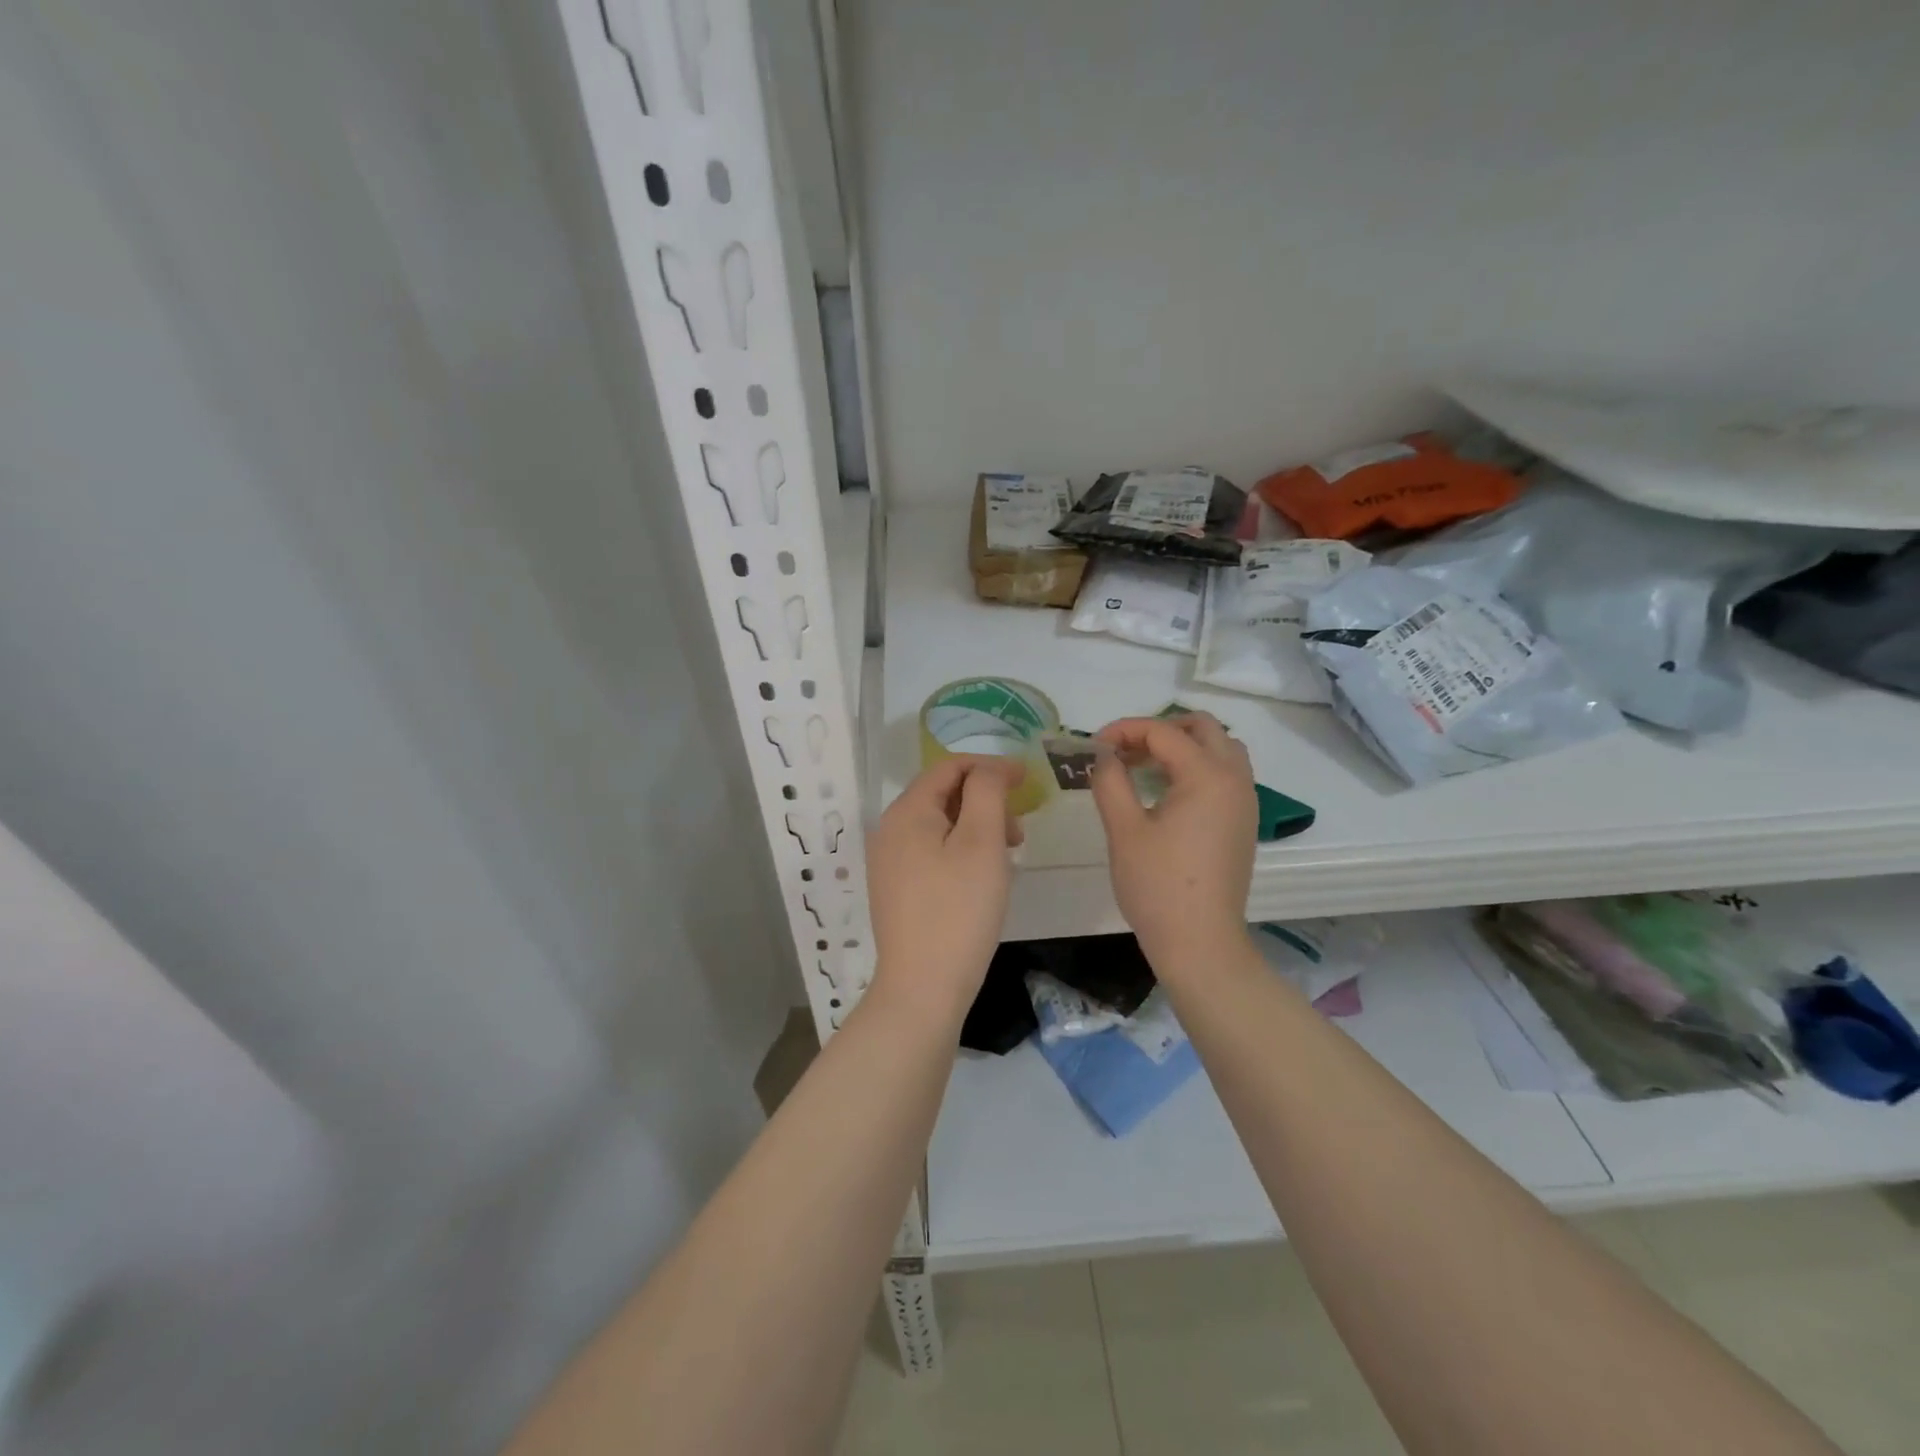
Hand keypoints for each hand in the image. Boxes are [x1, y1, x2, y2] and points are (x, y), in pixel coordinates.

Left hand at [865, 756, 1023, 1027]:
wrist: (923, 987)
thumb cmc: (959, 909)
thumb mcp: (982, 842)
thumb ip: (986, 792)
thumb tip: (989, 769)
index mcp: (907, 811)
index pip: (950, 767)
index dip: (991, 766)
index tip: (1027, 780)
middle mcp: (889, 829)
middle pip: (942, 794)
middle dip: (985, 800)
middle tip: (1019, 830)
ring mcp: (888, 861)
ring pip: (938, 824)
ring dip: (976, 827)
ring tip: (1006, 856)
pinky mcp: (895, 888)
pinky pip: (931, 851)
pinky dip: (960, 849)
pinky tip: (981, 876)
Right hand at [1090, 713, 1257, 971]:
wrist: (1201, 943)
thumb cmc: (1158, 886)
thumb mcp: (1123, 829)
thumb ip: (1111, 780)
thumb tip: (1105, 755)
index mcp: (1207, 775)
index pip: (1163, 732)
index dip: (1124, 730)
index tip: (1093, 746)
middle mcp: (1235, 779)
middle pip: (1203, 728)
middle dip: (1159, 730)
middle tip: (1124, 751)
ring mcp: (1245, 801)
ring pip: (1220, 748)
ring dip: (1183, 746)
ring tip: (1144, 767)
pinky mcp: (1244, 821)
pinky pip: (1226, 773)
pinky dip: (1197, 766)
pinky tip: (1166, 792)